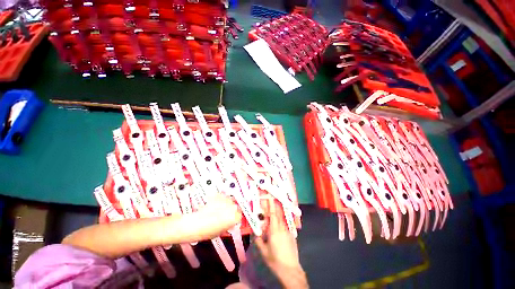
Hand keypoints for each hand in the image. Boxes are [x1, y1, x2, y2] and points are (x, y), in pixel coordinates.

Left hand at [172, 194, 241, 241]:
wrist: (194, 224)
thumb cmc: (207, 231)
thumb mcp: (220, 232)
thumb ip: (228, 225)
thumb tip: (230, 222)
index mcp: (235, 217)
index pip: (240, 215)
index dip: (235, 216)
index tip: (231, 217)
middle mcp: (232, 207)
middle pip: (235, 205)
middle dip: (230, 208)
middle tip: (223, 212)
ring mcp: (225, 199)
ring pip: (229, 200)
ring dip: (225, 203)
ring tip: (217, 208)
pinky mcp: (219, 195)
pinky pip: (221, 196)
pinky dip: (219, 199)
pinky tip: (213, 204)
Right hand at [255, 203, 307, 288]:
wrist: (290, 270)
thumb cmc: (275, 260)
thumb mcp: (263, 251)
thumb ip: (258, 240)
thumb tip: (254, 231)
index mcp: (274, 231)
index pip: (272, 215)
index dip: (271, 206)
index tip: (269, 198)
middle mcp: (282, 229)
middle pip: (277, 216)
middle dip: (273, 209)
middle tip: (268, 206)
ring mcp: (288, 232)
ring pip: (281, 221)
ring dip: (276, 218)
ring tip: (271, 222)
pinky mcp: (291, 236)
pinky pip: (284, 227)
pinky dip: (280, 225)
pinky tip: (277, 233)